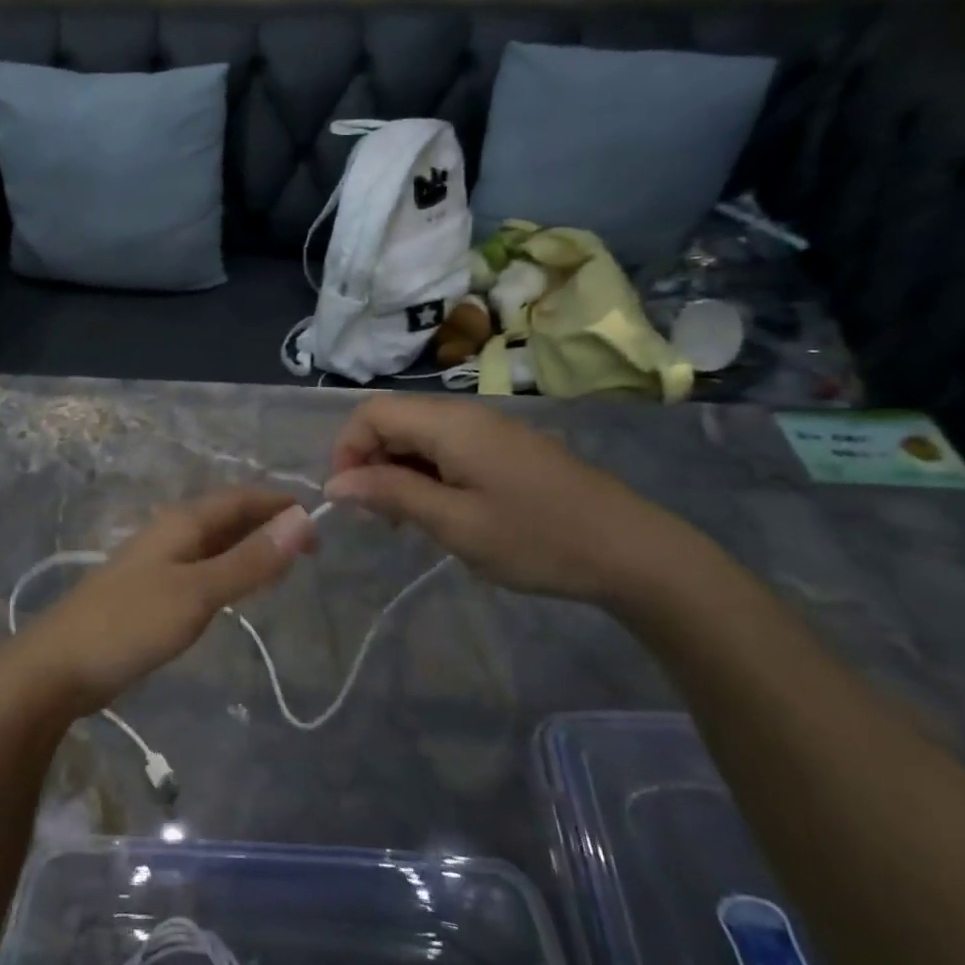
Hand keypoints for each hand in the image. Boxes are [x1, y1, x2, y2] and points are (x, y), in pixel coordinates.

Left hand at [8, 489, 317, 716]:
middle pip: (225, 517)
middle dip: (266, 524)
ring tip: (283, 566)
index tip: (317, 520)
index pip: (238, 498)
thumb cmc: (130, 624)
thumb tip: (301, 522)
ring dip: (248, 548)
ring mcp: (156, 564)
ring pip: (213, 543)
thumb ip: (249, 561)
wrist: (57, 667)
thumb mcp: (197, 592)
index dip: (277, 503)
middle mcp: (169, 534)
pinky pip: (200, 569)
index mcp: (181, 523)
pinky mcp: (149, 594)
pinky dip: (227, 571)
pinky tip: (236, 590)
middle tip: (309, 549)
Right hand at [325, 395, 696, 606]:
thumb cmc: (536, 538)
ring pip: (417, 436)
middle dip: (370, 464)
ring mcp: (487, 429)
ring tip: (409, 522)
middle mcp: (463, 414)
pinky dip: (427, 475)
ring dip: (397, 472)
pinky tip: (442, 512)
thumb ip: (391, 494)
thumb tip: (334, 484)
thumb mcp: (454, 523)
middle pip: (392, 421)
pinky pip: (445, 448)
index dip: (346, 450)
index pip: (370, 413)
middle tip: (381, 519)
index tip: (350, 501)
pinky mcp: (503, 448)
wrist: (629, 550)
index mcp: (448, 423)